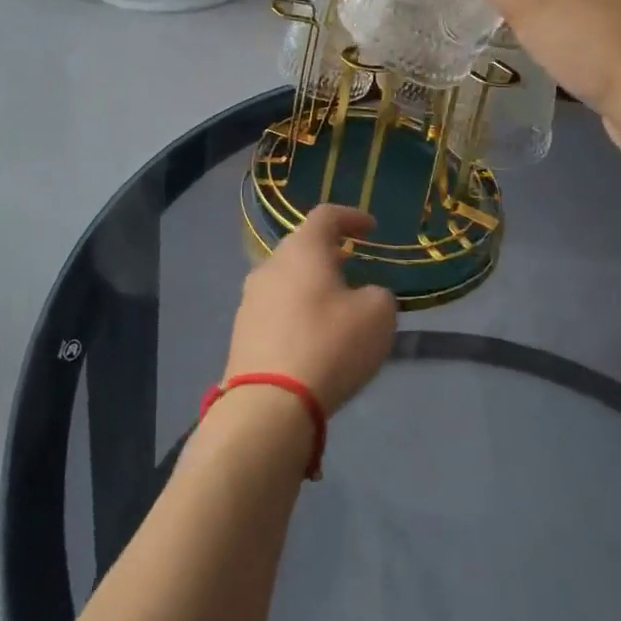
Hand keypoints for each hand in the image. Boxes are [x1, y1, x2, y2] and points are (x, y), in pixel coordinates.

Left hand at [225, 205, 395, 416]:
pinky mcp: (242, 332)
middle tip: (353, 265)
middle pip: (301, 247)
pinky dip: (297, 312)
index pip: (326, 216)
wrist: (268, 404)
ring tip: (335, 304)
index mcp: (302, 250)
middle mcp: (270, 265)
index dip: (351, 217)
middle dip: (329, 253)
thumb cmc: (329, 345)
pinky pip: (275, 310)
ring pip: (286, 279)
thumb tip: (365, 296)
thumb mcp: (377, 315)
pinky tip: (313, 336)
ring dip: (311, 284)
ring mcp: (250, 299)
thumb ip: (378, 295)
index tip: (371, 229)